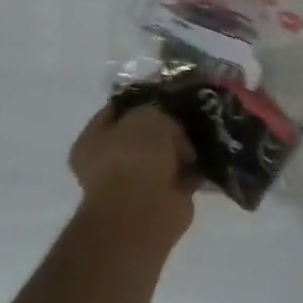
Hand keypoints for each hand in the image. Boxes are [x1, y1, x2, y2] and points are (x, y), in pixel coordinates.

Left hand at [68, 105, 199, 246]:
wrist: (145, 210)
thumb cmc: (135, 157)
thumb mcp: (147, 115)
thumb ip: (158, 111)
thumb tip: (172, 126)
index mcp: (92, 141)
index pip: (117, 110)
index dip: (143, 99)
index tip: (169, 93)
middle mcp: (109, 162)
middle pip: (143, 134)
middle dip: (167, 125)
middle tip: (191, 114)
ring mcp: (135, 183)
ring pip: (164, 156)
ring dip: (182, 148)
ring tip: (205, 132)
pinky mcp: (161, 199)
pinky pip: (181, 175)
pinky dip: (194, 168)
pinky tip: (210, 154)